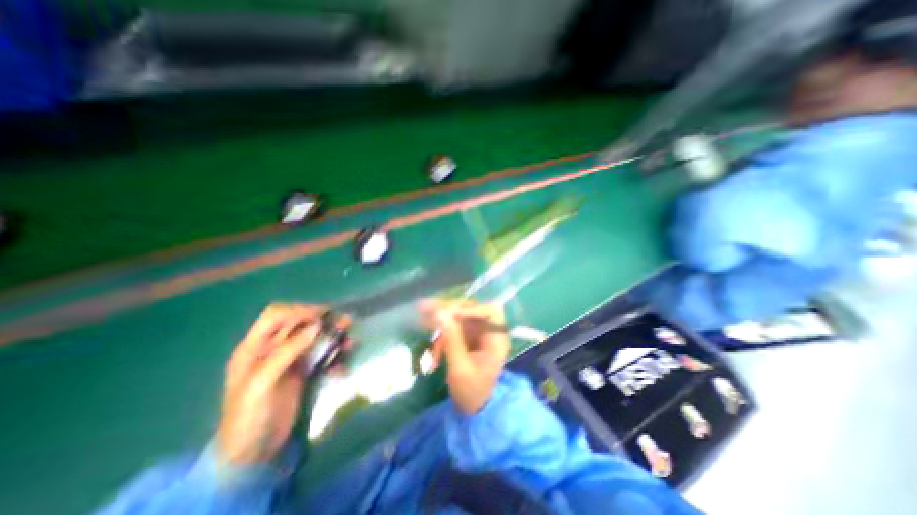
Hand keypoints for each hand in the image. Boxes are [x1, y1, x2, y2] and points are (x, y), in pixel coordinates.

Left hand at [217, 303, 334, 463]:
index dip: (299, 310)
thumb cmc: (249, 417)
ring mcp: (289, 361)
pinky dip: (334, 359)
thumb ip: (287, 351)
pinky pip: (321, 358)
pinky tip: (342, 369)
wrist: (253, 454)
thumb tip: (316, 325)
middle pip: (300, 325)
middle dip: (323, 321)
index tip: (322, 316)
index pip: (276, 315)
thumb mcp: (261, 383)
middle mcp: (273, 349)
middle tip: (346, 322)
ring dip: (333, 338)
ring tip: (351, 343)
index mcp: (254, 348)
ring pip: (314, 340)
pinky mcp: (302, 373)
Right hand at [420, 299, 508, 415]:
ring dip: (442, 320)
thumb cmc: (471, 392)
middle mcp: (489, 331)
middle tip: (426, 309)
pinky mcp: (468, 337)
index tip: (447, 313)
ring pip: (460, 317)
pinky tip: (434, 349)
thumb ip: (452, 339)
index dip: (469, 309)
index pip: (489, 311)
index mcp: (497, 338)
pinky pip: (455, 327)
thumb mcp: (460, 367)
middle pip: (471, 310)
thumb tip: (440, 313)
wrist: (473, 410)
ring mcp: (478, 333)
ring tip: (422, 322)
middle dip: (449, 310)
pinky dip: (442, 334)